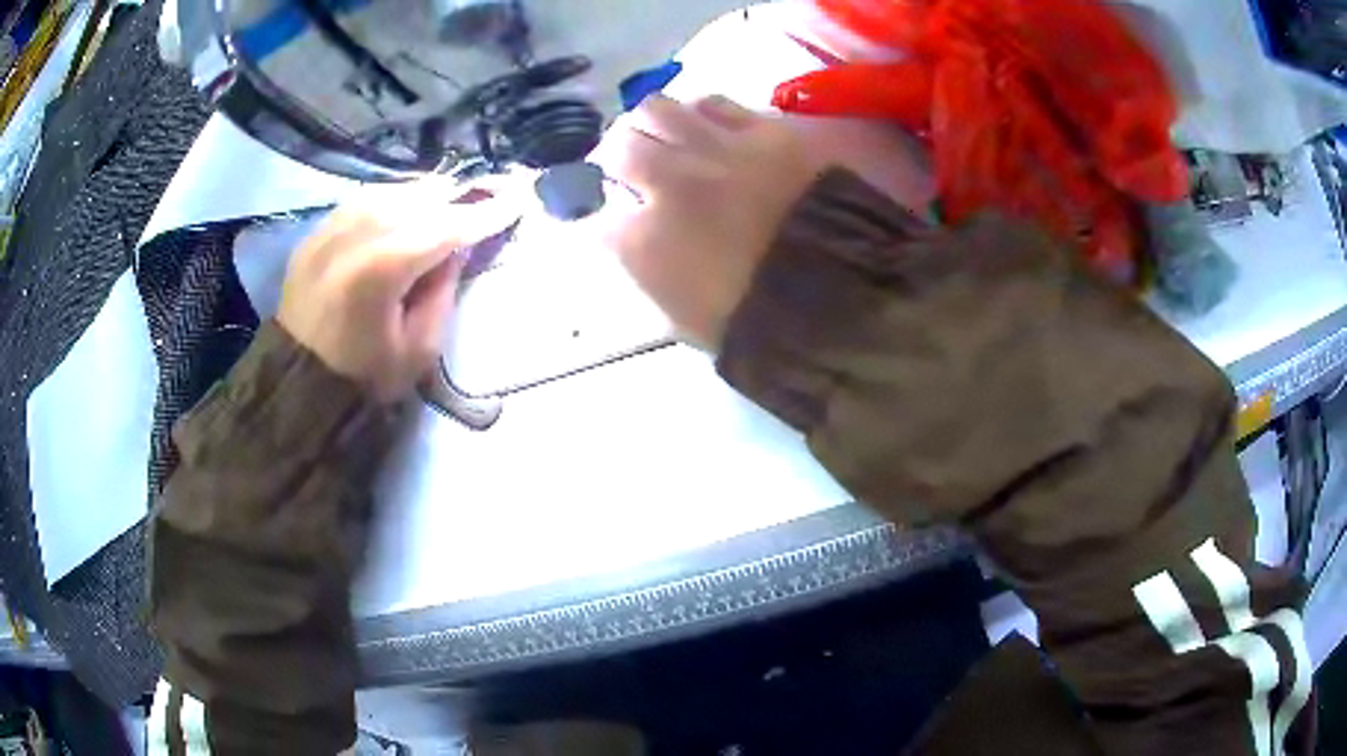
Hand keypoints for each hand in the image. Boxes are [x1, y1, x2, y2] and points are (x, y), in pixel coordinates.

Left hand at [278, 181, 517, 402]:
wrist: (296, 383)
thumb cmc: (362, 377)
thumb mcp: (418, 349)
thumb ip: (443, 291)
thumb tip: (458, 248)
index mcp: (382, 268)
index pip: (448, 227)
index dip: (487, 213)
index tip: (519, 199)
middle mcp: (356, 233)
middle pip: (421, 197)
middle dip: (459, 197)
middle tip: (490, 197)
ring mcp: (332, 227)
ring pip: (393, 190)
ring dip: (427, 195)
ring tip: (448, 204)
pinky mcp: (317, 232)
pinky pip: (365, 199)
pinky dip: (393, 199)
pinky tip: (405, 209)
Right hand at [593, 94, 821, 349]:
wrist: (838, 299)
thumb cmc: (753, 321)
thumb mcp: (678, 315)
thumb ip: (643, 269)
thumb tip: (630, 235)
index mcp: (644, 242)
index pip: (597, 214)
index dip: (601, 215)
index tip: (612, 219)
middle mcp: (670, 183)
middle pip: (617, 148)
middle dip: (612, 159)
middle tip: (623, 167)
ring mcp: (717, 151)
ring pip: (655, 109)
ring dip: (647, 125)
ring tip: (659, 136)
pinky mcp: (763, 133)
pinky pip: (713, 102)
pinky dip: (698, 112)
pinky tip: (703, 126)